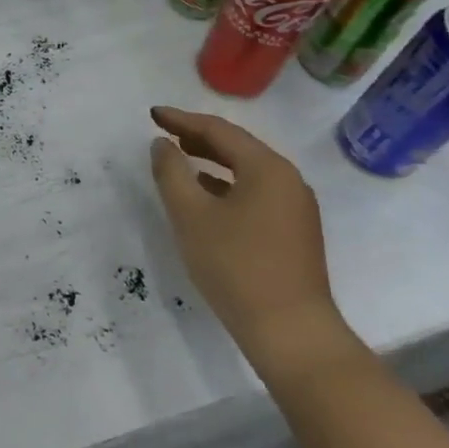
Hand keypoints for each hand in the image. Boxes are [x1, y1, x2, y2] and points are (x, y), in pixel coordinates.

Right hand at [149, 107, 345, 372]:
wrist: (290, 332)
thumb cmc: (235, 266)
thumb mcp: (191, 215)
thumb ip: (172, 173)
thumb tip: (162, 144)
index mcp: (267, 168)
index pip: (218, 130)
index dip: (182, 120)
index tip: (152, 115)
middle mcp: (288, 180)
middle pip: (237, 147)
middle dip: (198, 137)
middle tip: (164, 134)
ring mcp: (295, 207)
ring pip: (247, 171)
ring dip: (212, 162)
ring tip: (179, 161)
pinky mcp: (294, 232)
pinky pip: (255, 193)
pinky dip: (226, 186)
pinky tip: (206, 197)